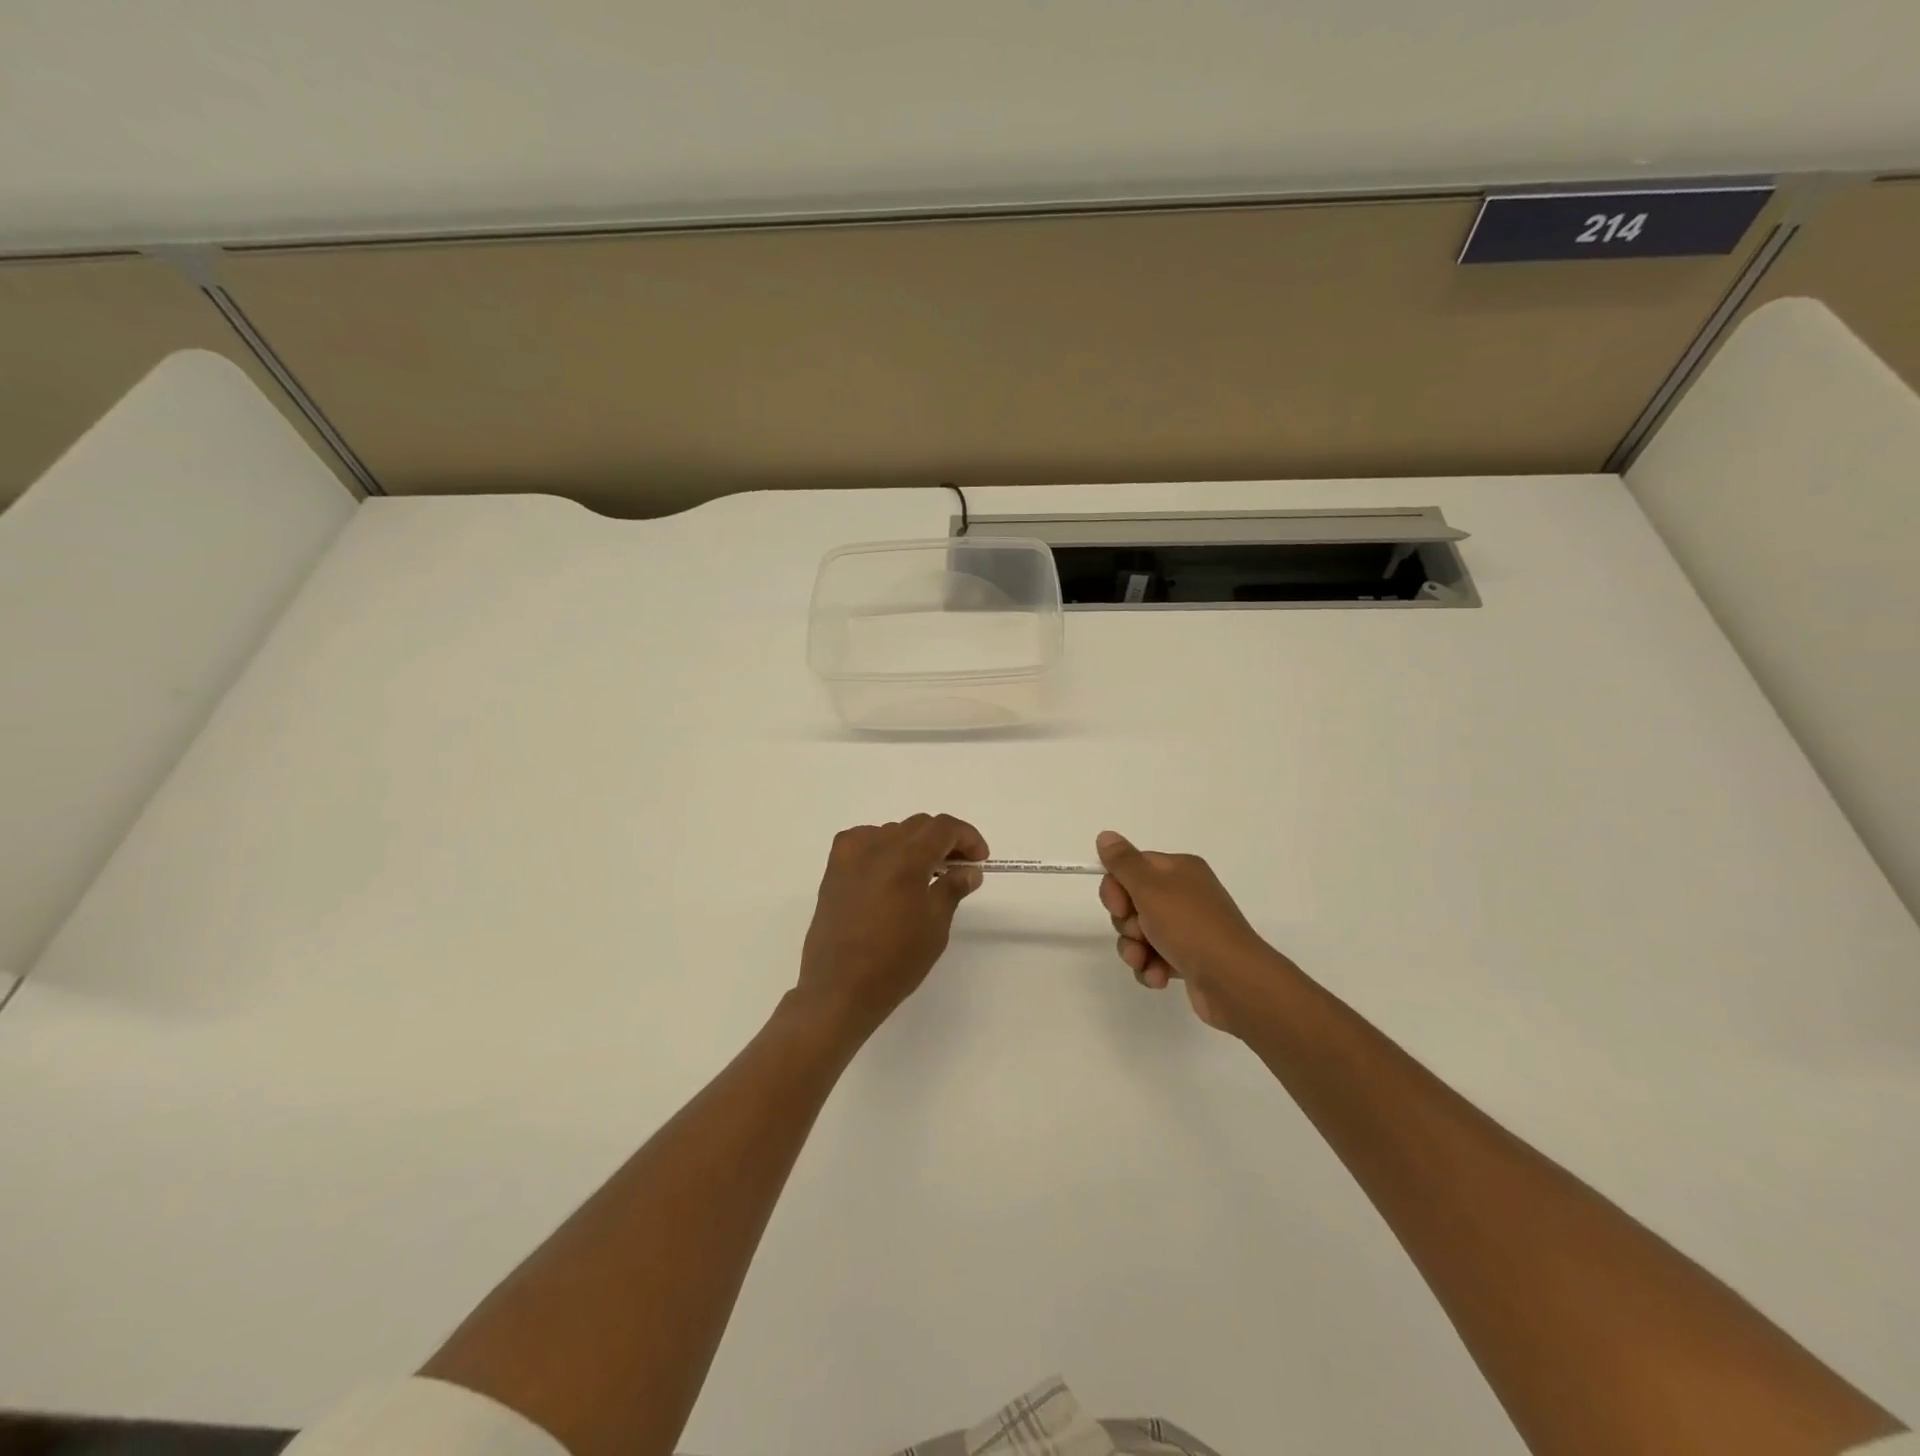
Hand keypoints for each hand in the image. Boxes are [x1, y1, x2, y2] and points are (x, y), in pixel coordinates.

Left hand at [798, 814, 988, 1034]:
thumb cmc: (895, 961)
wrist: (840, 989)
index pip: (943, 827)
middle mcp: (876, 846)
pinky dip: (884, 848)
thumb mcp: (935, 926)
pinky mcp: (833, 870)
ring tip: (926, 873)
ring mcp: (850, 856)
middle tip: (959, 867)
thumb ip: (952, 889)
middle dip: (944, 840)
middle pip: (918, 825)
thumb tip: (969, 871)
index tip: (979, 860)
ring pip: (892, 832)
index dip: (967, 837)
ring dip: (915, 844)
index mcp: (905, 858)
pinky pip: (864, 842)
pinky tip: (890, 872)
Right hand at [1095, 830, 1287, 1033]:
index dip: (1116, 888)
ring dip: (1134, 949)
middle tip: (1139, 933)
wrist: (1234, 981)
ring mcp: (1188, 928)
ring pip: (1140, 933)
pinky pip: (1154, 958)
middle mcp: (1184, 894)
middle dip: (1126, 923)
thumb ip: (1123, 862)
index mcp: (1179, 870)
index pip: (1132, 867)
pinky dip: (1151, 967)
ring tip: (1145, 961)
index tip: (1118, 906)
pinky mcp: (1189, 958)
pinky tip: (1159, 977)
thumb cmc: (1189, 926)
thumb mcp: (1150, 888)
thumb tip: (1105, 835)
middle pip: (1132, 902)